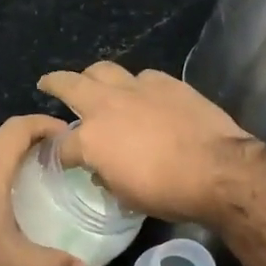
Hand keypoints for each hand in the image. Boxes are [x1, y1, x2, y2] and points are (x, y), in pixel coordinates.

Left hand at [0, 115, 87, 265]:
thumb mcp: (14, 263)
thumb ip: (52, 264)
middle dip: (32, 140)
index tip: (70, 134)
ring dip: (10, 158)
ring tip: (36, 177)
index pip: (20, 126)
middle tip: (60, 158)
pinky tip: (1, 201)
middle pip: (3, 137)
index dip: (46, 123)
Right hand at [37, 62, 254, 222]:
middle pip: (70, 84)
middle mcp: (107, 105)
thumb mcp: (126, 196)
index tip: (61, 159)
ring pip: (104, 69)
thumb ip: (106, 177)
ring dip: (93, 75)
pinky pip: (142, 77)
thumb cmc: (167, 192)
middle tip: (47, 83)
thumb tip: (102, 170)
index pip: (62, 145)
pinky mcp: (166, 82)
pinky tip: (141, 94)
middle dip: (54, 82)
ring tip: (92, 81)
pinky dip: (135, 85)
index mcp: (91, 138)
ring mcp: (137, 88)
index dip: (58, 154)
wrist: (218, 169)